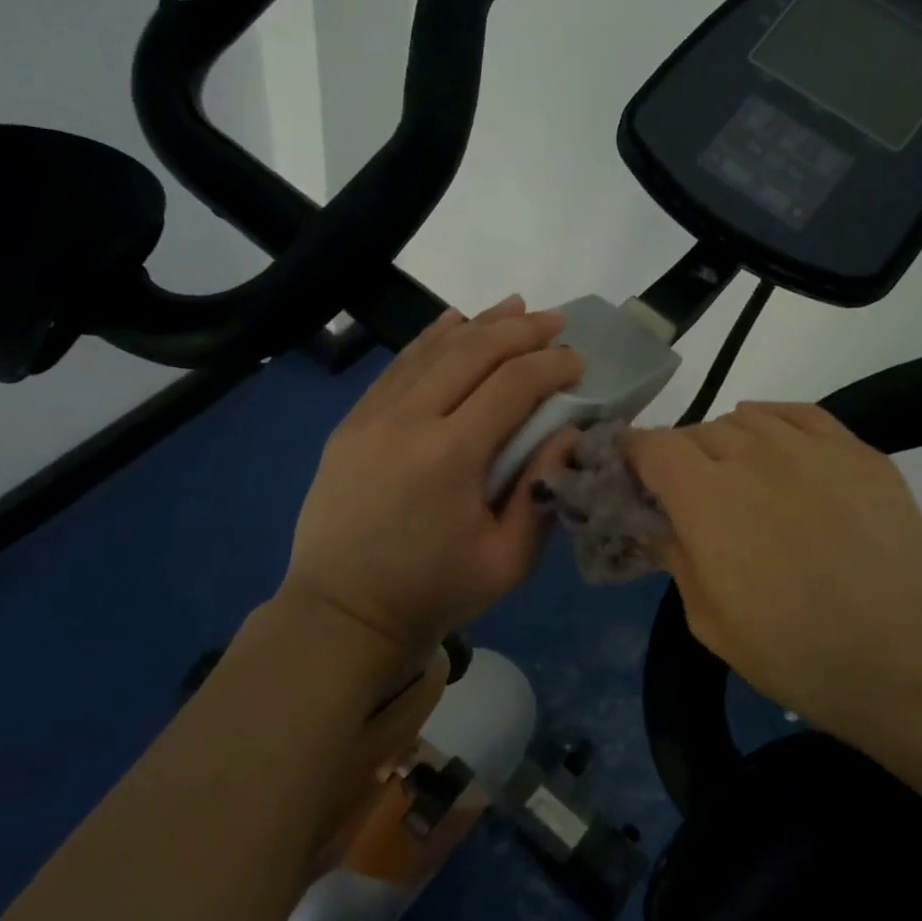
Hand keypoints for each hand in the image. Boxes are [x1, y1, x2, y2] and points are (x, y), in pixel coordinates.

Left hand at [280, 297, 582, 667]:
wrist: (342, 613)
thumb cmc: (433, 593)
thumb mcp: (507, 560)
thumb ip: (542, 491)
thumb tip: (569, 433)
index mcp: (450, 455)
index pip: (512, 385)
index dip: (551, 365)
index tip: (579, 361)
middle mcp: (408, 420)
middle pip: (472, 352)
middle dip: (520, 331)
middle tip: (556, 321)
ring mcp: (371, 417)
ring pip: (431, 350)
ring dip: (478, 324)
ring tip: (515, 306)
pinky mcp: (351, 424)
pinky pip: (397, 367)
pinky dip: (429, 339)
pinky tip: (453, 323)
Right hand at [628, 403, 921, 773]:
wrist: (906, 658)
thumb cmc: (794, 652)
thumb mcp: (708, 620)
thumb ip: (676, 557)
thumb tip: (661, 523)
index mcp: (706, 497)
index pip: (653, 445)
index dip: (634, 455)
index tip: (634, 475)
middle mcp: (754, 455)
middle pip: (698, 430)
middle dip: (682, 458)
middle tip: (692, 497)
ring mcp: (811, 448)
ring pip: (747, 418)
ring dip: (728, 443)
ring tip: (738, 476)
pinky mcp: (858, 451)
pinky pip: (801, 414)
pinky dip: (774, 422)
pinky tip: (774, 443)